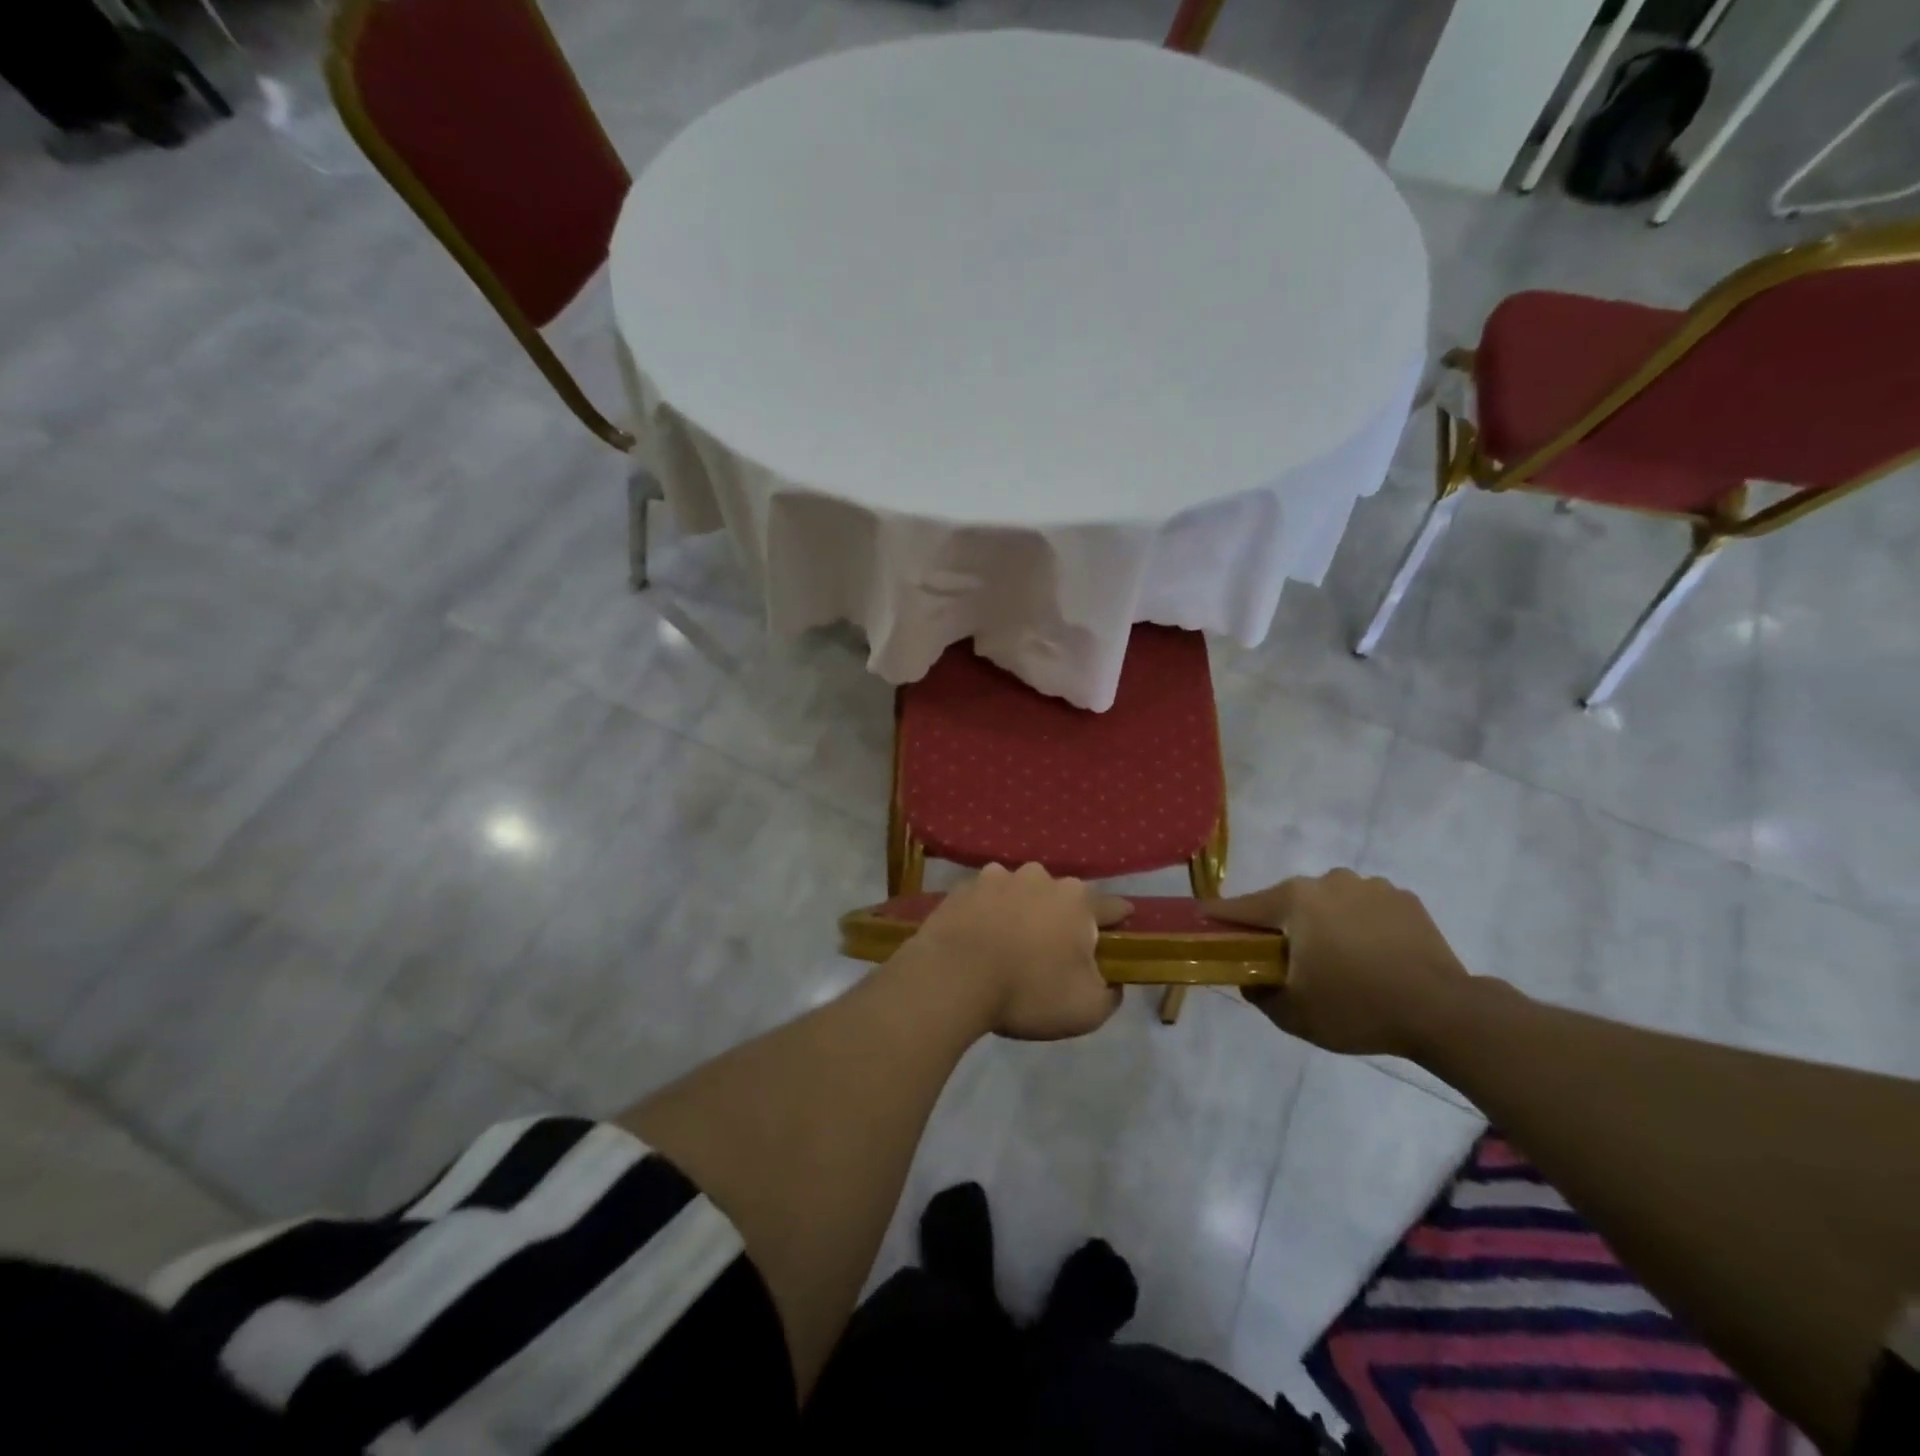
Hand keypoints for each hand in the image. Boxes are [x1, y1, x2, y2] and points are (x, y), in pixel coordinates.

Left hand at [908, 863, 1129, 1040]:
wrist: (953, 978)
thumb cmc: (1028, 991)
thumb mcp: (1087, 1009)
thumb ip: (1110, 993)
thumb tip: (1112, 982)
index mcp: (1076, 900)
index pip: (1111, 907)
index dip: (1119, 920)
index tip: (1122, 929)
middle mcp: (1040, 877)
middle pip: (1062, 898)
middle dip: (1063, 919)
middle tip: (1054, 952)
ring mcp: (997, 877)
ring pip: (1021, 894)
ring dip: (1022, 913)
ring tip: (1011, 944)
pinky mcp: (963, 888)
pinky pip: (986, 900)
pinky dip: (988, 915)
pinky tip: (980, 939)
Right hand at [1207, 869, 1470, 1057]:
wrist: (1444, 1013)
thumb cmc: (1357, 1008)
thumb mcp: (1293, 1014)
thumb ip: (1258, 992)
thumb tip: (1249, 978)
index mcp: (1294, 901)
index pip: (1241, 907)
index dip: (1219, 918)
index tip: (1204, 923)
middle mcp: (1327, 881)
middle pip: (1287, 902)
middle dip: (1280, 926)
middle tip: (1287, 961)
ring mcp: (1369, 886)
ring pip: (1328, 903)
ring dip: (1323, 924)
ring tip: (1339, 961)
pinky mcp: (1404, 899)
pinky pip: (1365, 908)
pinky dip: (1360, 925)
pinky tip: (1373, 956)